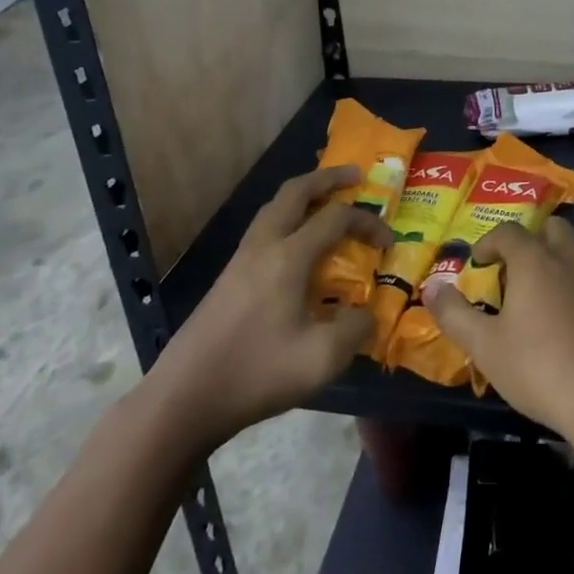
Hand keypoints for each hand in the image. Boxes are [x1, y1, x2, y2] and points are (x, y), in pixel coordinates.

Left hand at [145, 166, 389, 451]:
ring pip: (274, 206)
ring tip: (326, 201)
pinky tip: (296, 243)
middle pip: (296, 191)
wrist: (184, 397)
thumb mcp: (321, 359)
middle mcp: (264, 245)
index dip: (368, 222)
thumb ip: (354, 329)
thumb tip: (366, 314)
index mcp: (288, 256)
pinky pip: (264, 227)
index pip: (336, 217)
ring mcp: (241, 258)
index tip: (389, 242)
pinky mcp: (229, 276)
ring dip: (304, 194)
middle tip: (355, 176)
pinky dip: (287, 217)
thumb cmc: (256, 373)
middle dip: (328, 177)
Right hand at [430, 216, 573, 452]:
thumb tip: (430, 287)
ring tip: (534, 295)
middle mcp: (569, 261)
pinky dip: (571, 287)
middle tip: (511, 268)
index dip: (489, 242)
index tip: (477, 262)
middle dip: (530, 240)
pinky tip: (561, 324)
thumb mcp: (485, 346)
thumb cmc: (539, 368)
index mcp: (535, 261)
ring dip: (553, 261)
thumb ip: (454, 314)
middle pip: (551, 229)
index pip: (509, 231)